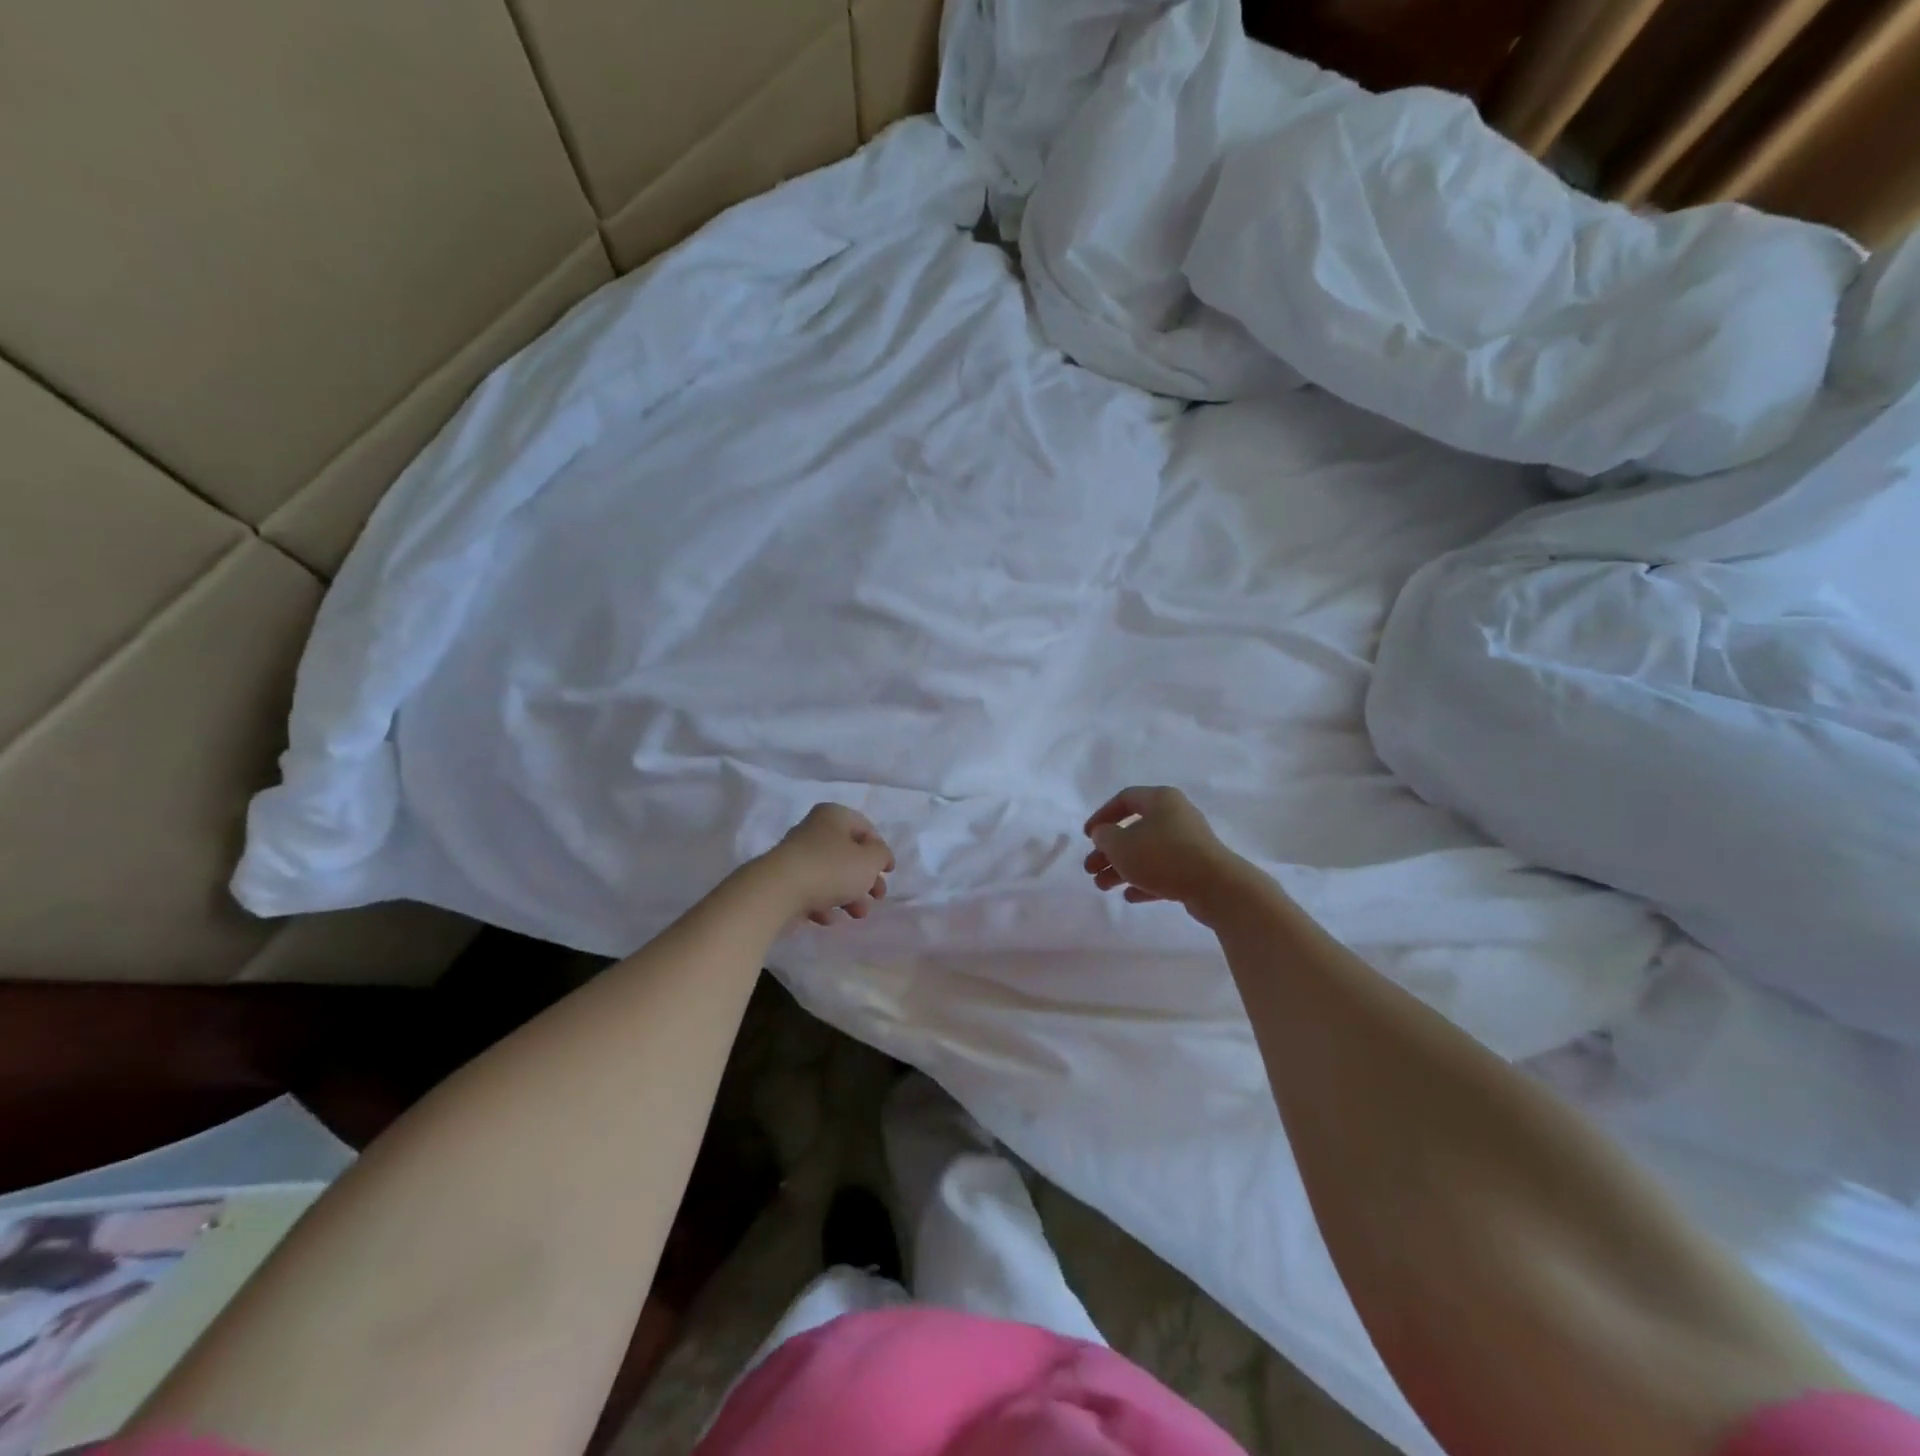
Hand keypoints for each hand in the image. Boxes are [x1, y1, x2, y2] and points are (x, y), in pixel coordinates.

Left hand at [760, 804, 893, 924]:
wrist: (777, 891)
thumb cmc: (831, 868)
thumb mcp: (870, 860)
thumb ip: (881, 856)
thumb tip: (877, 856)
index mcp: (834, 816)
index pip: (865, 829)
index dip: (881, 851)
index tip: (889, 873)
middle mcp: (813, 830)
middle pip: (848, 854)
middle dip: (865, 879)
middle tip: (876, 898)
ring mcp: (796, 856)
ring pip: (831, 875)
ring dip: (848, 896)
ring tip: (856, 915)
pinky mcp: (783, 880)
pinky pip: (810, 890)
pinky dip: (823, 903)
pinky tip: (827, 918)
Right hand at [1082, 786, 1245, 909]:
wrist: (1216, 887)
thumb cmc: (1163, 857)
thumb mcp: (1122, 845)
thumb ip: (1105, 837)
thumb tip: (1104, 834)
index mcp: (1161, 800)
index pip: (1125, 799)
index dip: (1102, 816)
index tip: (1088, 836)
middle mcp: (1176, 816)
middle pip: (1134, 829)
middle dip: (1109, 851)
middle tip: (1090, 868)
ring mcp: (1188, 843)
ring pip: (1147, 853)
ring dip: (1122, 868)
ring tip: (1102, 887)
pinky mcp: (1196, 868)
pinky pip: (1164, 871)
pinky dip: (1144, 881)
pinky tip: (1129, 896)